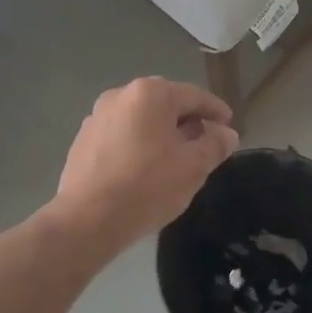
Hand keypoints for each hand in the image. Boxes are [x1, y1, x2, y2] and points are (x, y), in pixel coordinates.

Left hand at [49, 78, 239, 252]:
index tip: (229, 126)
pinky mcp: (83, 141)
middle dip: (187, 122)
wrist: (87, 219)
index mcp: (149, 93)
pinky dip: (138, 145)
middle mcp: (120, 95)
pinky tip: (145, 169)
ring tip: (176, 159)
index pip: (193, 95)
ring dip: (161, 134)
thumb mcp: (193, 167)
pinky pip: (121, 136)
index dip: (215, 111)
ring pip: (141, 120)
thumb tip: (226, 133)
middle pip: (165, 104)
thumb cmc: (147, 186)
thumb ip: (214, 145)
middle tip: (205, 144)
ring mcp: (96, 117)